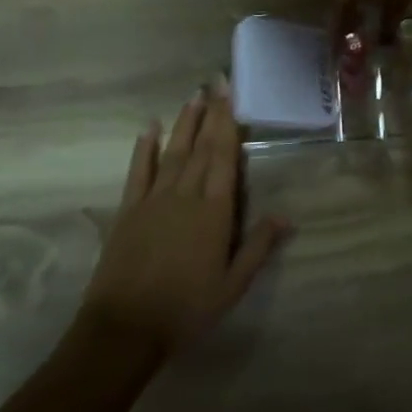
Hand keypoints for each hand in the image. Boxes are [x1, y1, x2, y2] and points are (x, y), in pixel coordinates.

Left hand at [78, 85, 290, 358]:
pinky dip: (144, 149)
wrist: (125, 328)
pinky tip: (148, 128)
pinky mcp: (128, 210)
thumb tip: (286, 216)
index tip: (232, 97)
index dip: (229, 125)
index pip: (224, 158)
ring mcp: (153, 200)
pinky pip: (138, 172)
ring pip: (173, 152)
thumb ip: (258, 247)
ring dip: (184, 123)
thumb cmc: (186, 309)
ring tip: (193, 96)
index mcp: (214, 212)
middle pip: (201, 148)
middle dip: (210, 114)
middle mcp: (185, 196)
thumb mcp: (232, 285)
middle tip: (216, 82)